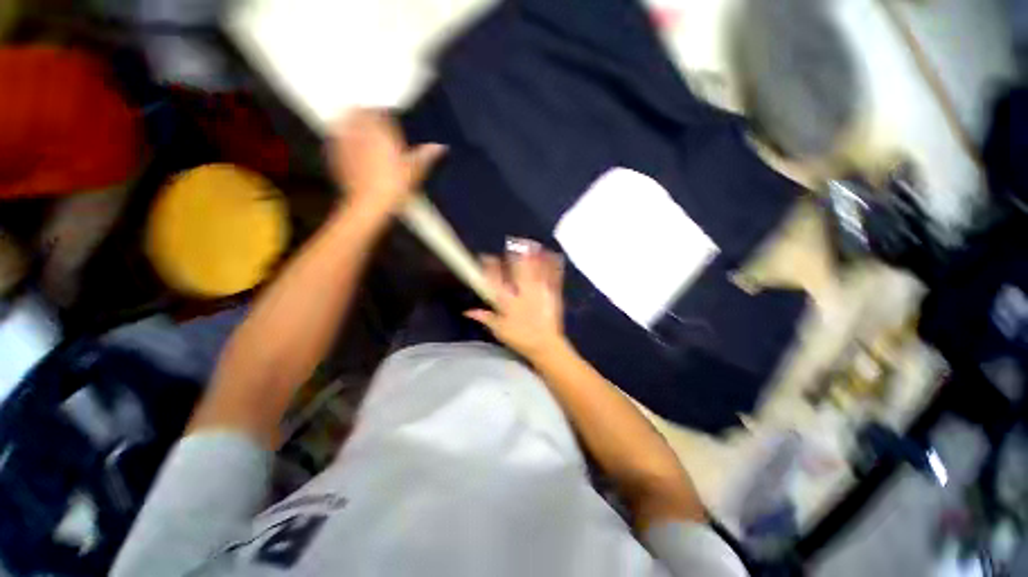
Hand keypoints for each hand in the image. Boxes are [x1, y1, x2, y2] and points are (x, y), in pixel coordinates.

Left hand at [330, 109, 445, 219]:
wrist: (370, 203)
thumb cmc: (395, 185)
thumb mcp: (416, 170)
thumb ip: (426, 155)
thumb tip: (440, 147)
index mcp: (381, 131)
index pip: (379, 111)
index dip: (383, 113)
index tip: (387, 118)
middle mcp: (360, 131)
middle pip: (358, 113)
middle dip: (365, 115)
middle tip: (372, 122)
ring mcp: (345, 142)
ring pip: (345, 124)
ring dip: (351, 124)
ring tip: (359, 133)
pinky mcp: (335, 155)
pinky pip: (338, 140)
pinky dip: (343, 141)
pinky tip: (351, 150)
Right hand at [465, 239, 567, 360]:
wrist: (546, 346)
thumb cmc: (520, 339)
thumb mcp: (499, 330)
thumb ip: (484, 317)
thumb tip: (467, 311)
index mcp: (508, 303)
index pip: (496, 281)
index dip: (490, 268)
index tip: (486, 257)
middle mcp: (523, 294)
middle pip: (516, 271)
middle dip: (513, 256)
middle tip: (511, 243)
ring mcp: (540, 293)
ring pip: (535, 270)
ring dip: (532, 256)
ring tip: (530, 243)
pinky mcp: (553, 294)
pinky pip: (553, 277)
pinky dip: (552, 265)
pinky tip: (552, 254)